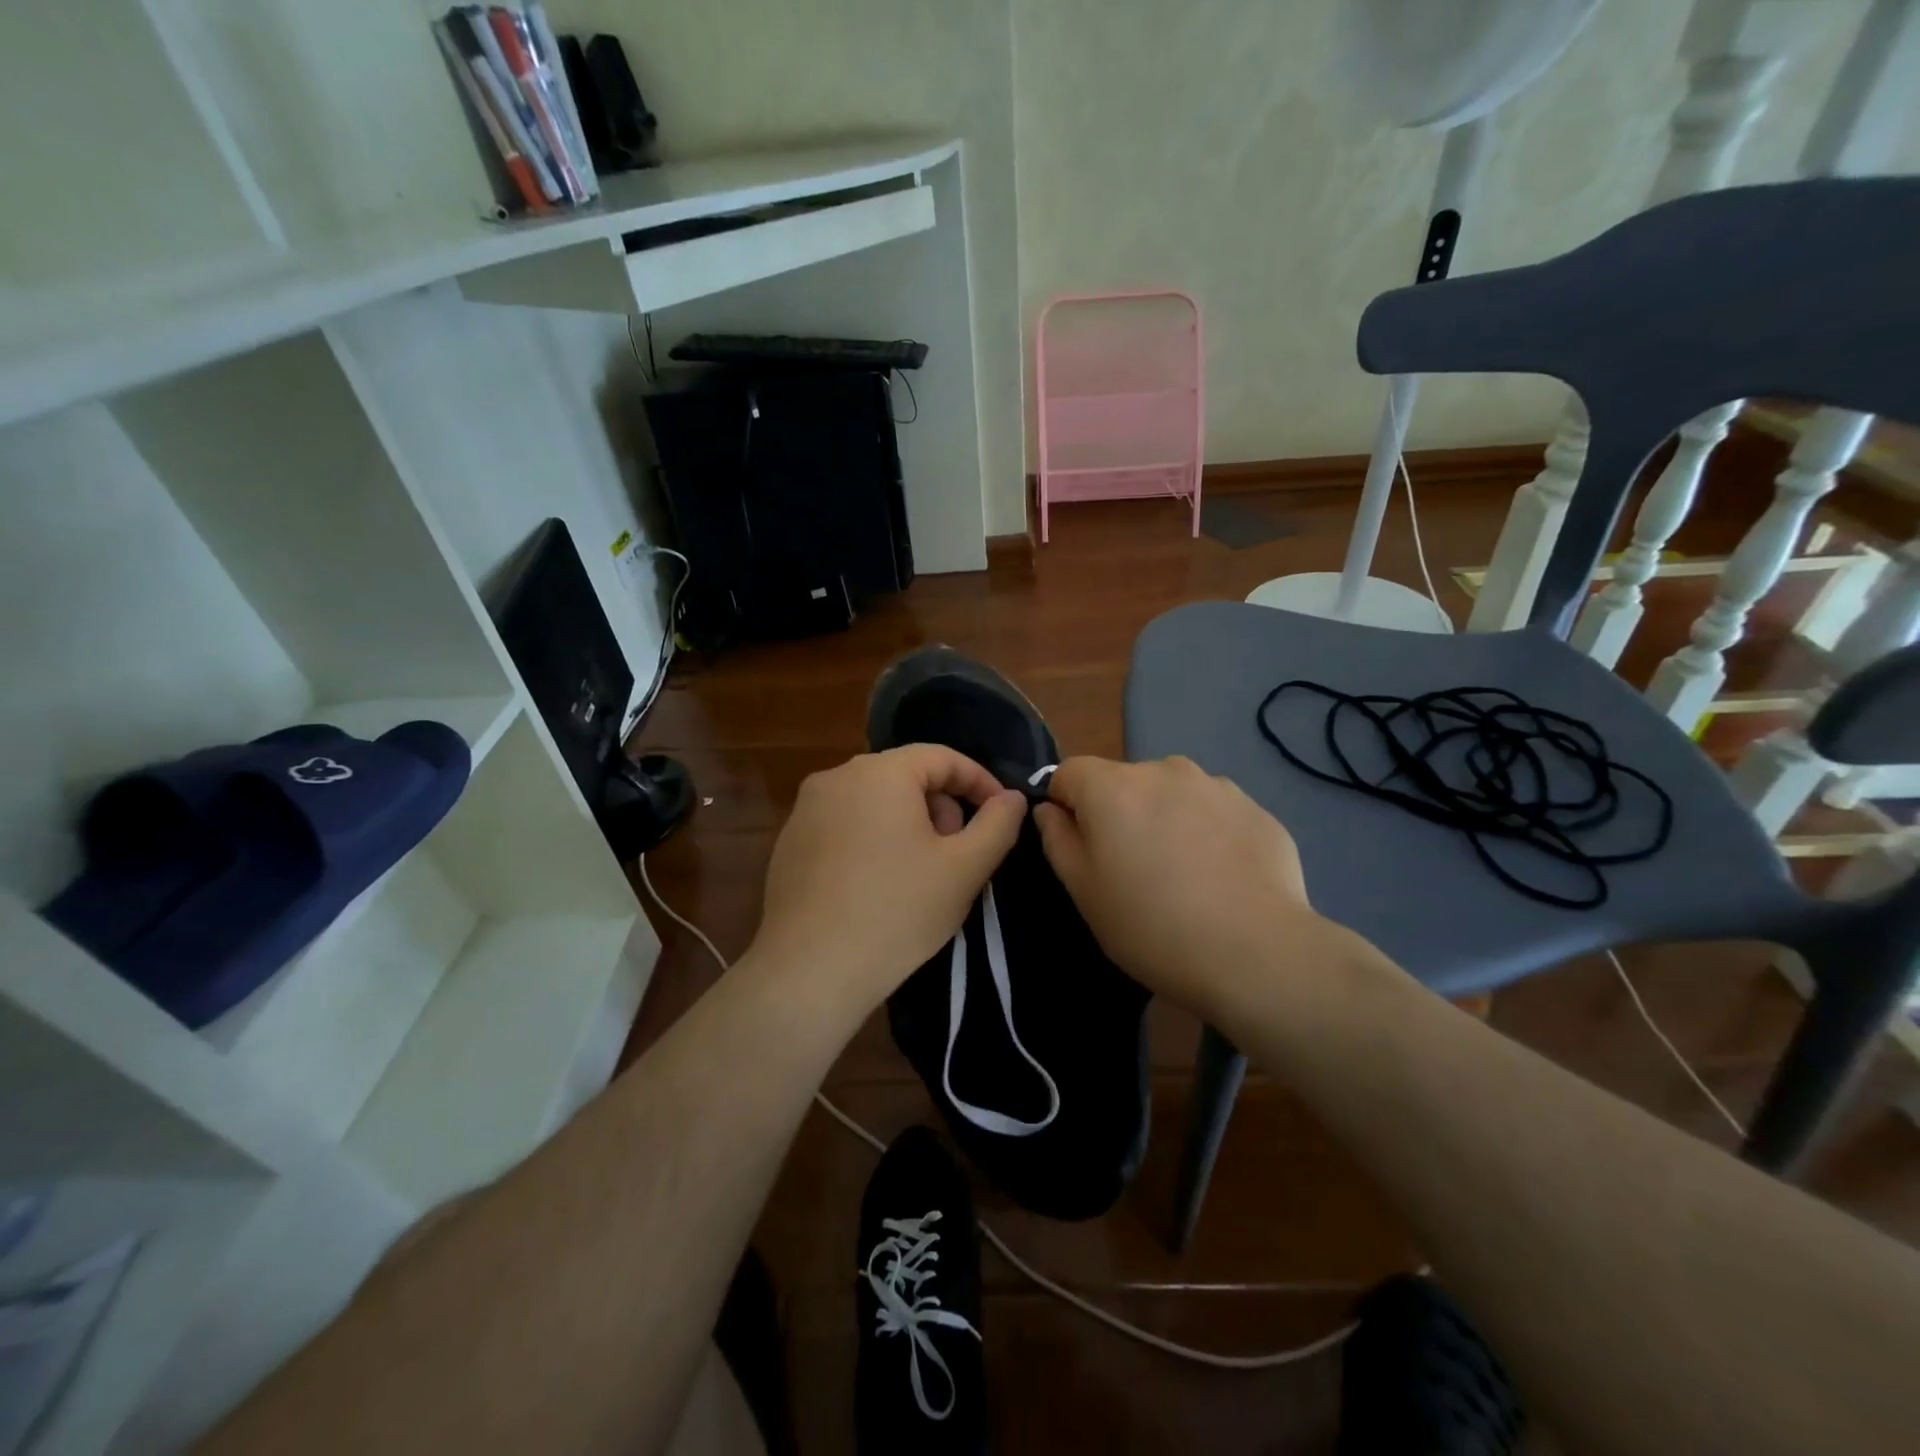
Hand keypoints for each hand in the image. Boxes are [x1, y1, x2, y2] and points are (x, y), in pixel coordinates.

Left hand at [751, 745, 1026, 1016]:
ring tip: (921, 874)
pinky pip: (845, 824)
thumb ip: (998, 824)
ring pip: (874, 801)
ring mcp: (806, 809)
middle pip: (906, 777)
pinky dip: (872, 840)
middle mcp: (836, 777)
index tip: (1001, 814)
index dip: (979, 782)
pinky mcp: (789, 842)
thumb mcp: (964, 869)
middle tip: (958, 853)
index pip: (942, 757)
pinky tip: (878, 887)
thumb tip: (1012, 797)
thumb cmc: (897, 912)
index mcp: (880, 772)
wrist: (810, 971)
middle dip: (941, 808)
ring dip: (908, 825)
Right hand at [1033, 756, 1333, 1019]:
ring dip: (1165, 819)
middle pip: (1122, 782)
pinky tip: (1220, 878)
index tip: (1078, 847)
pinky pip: (1213, 812)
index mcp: (1112, 786)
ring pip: (1171, 795)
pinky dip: (1207, 833)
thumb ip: (1057, 839)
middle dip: (1118, 813)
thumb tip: (1050, 809)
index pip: (1068, 772)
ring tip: (1183, 875)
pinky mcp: (1256, 808)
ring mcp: (1216, 785)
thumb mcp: (1083, 890)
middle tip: (1132, 870)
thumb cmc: (1150, 925)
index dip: (1064, 805)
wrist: (1256, 953)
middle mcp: (1163, 770)